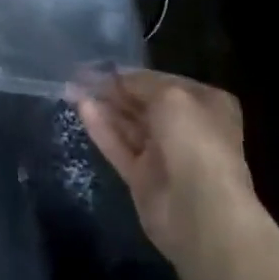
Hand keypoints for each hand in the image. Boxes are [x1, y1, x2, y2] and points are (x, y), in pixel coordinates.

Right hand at [76, 70, 256, 262]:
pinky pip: (120, 147)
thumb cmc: (194, 141)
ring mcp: (164, 155)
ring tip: (73, 86)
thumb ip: (140, 82)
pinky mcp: (143, 179)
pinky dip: (102, 128)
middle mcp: (186, 127)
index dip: (132, 72)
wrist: (202, 214)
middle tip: (80, 74)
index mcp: (205, 103)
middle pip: (144, 103)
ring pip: (129, 125)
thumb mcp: (170, 95)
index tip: (102, 65)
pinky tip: (82, 108)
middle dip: (114, 89)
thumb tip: (117, 77)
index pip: (163, 81)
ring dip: (104, 105)